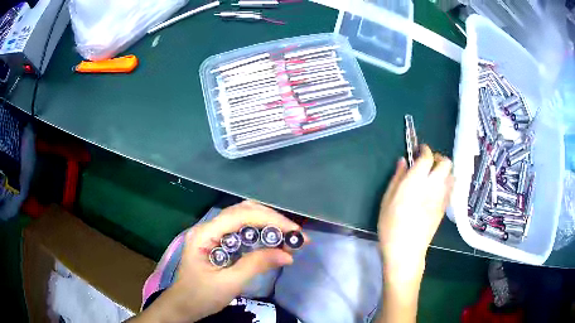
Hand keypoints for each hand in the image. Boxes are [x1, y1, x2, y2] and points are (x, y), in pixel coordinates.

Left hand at [155, 201, 301, 322]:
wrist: (183, 306)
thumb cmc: (200, 297)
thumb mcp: (229, 284)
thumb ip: (256, 265)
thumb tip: (288, 255)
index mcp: (205, 234)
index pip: (240, 216)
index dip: (270, 220)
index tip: (294, 232)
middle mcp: (208, 227)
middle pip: (243, 211)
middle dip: (272, 220)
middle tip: (295, 235)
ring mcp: (212, 233)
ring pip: (244, 219)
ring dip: (268, 225)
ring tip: (289, 239)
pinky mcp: (218, 241)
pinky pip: (242, 231)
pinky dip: (260, 234)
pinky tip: (273, 243)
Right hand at [378, 145, 452, 281]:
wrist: (406, 252)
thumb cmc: (391, 226)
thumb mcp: (387, 200)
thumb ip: (397, 178)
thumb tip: (403, 161)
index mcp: (416, 182)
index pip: (427, 157)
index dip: (424, 149)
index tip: (418, 149)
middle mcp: (433, 186)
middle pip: (446, 163)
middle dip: (438, 158)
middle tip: (427, 163)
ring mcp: (442, 197)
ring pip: (451, 174)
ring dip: (444, 170)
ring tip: (433, 176)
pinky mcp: (445, 208)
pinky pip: (451, 188)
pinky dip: (446, 182)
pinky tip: (436, 190)